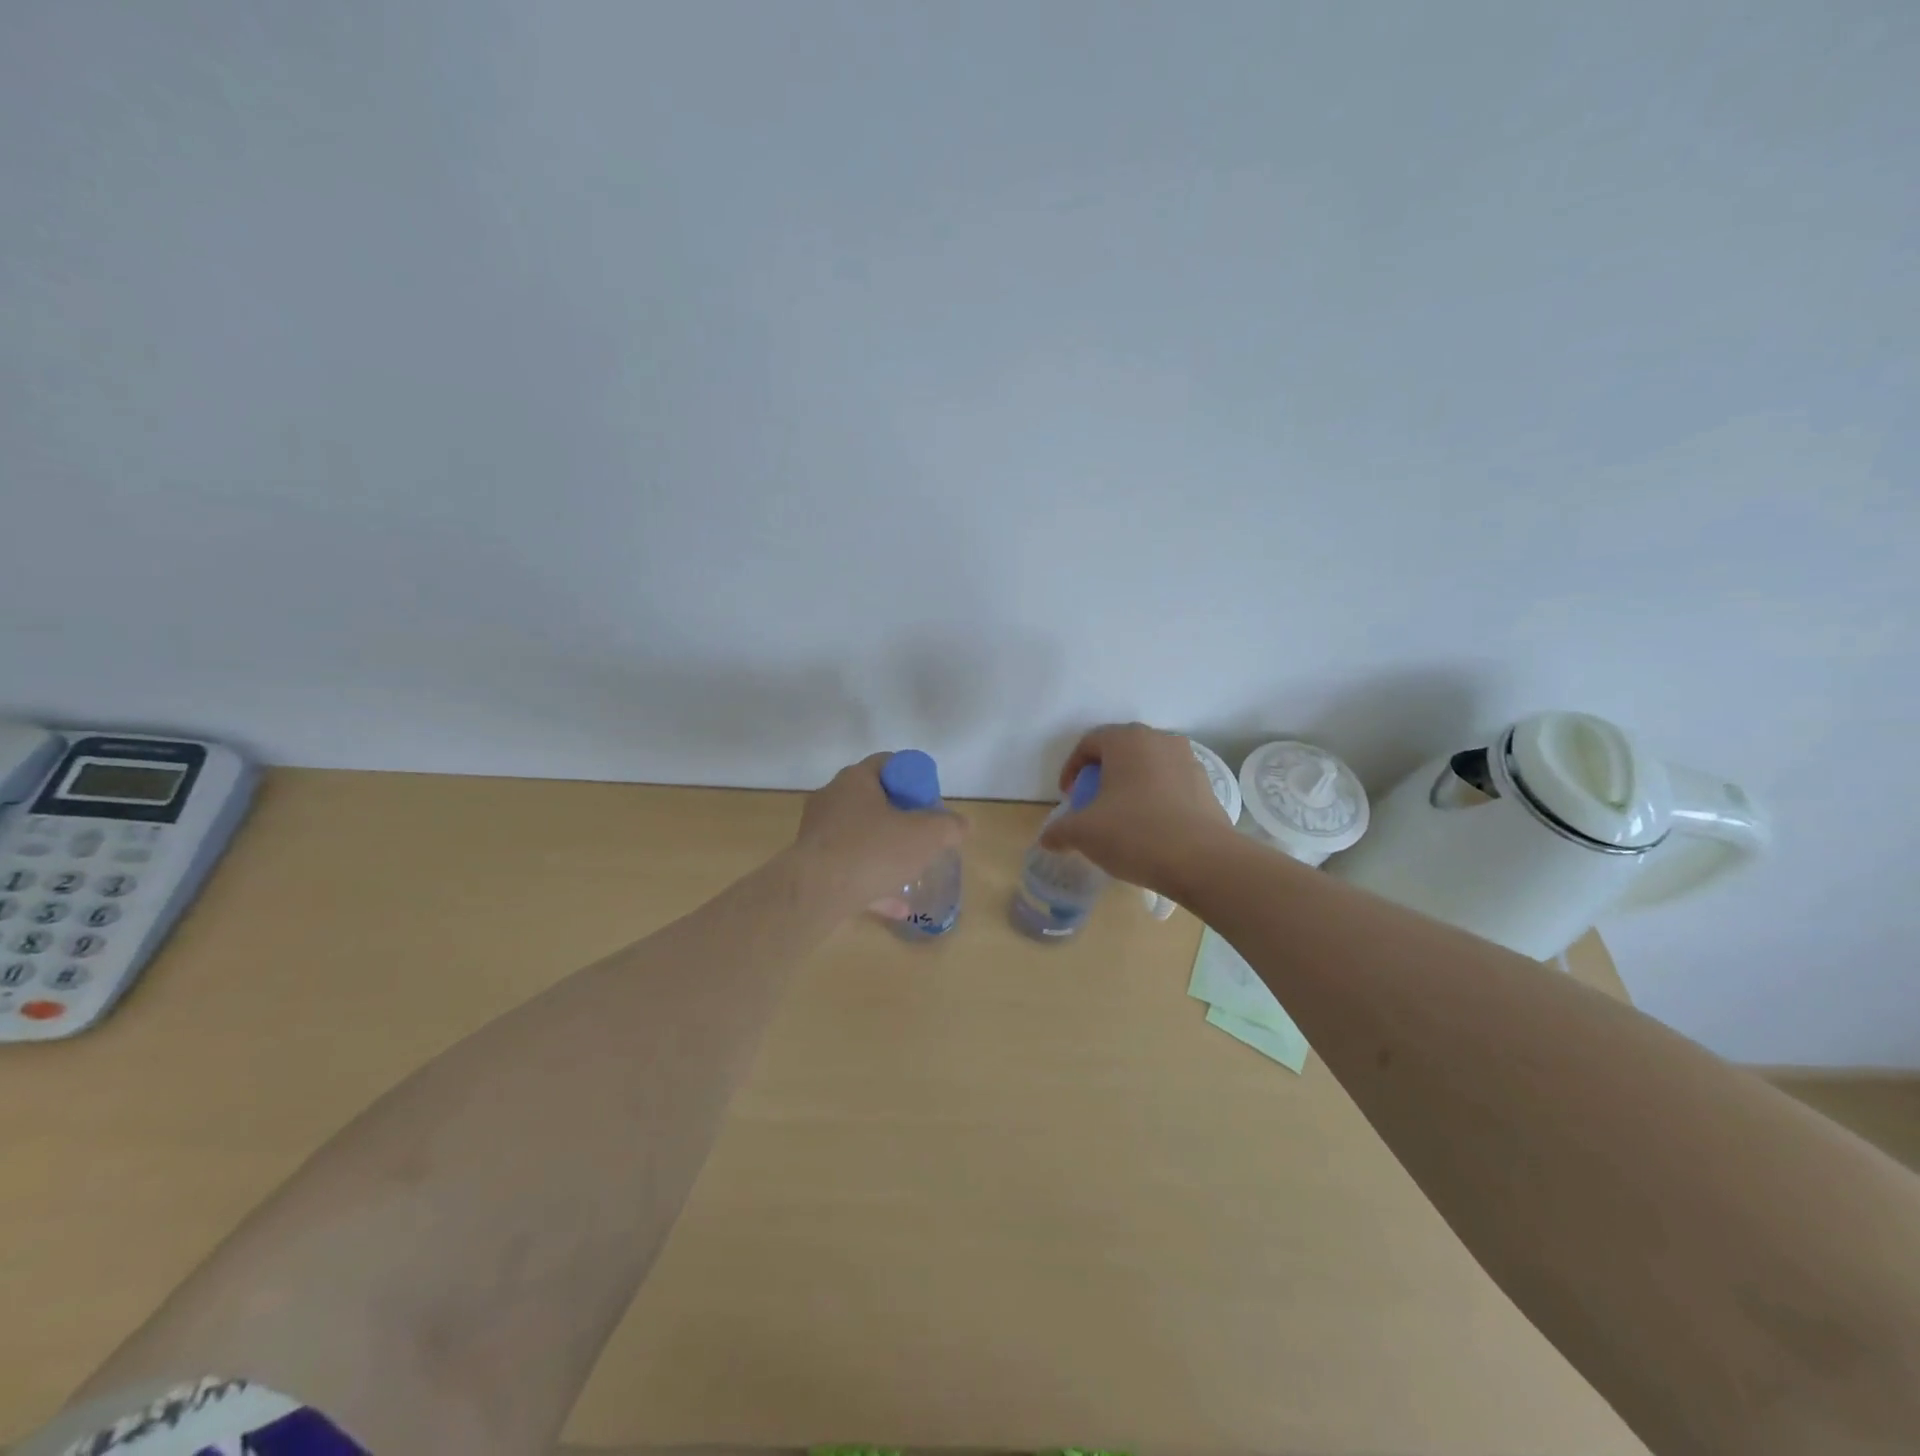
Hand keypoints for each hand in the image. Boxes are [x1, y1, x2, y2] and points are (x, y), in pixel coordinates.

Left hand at [794, 752, 966, 914]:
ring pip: (861, 836)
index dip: (915, 779)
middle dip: (902, 818)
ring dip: (887, 851)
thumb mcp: (925, 835)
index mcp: (855, 780)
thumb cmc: (872, 851)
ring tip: (911, 870)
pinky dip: (873, 881)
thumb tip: (962, 825)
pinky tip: (897, 905)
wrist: (815, 894)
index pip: (889, 764)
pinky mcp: (812, 864)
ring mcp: (818, 832)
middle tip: (924, 835)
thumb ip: (949, 826)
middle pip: (875, 800)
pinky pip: (850, 868)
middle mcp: (832, 799)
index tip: (930, 804)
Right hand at [1039, 723, 1235, 893]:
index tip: (1068, 796)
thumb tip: (1047, 838)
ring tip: (1122, 817)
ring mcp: (1188, 761)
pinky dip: (1156, 799)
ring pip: (1149, 767)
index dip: (1072, 768)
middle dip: (1102, 775)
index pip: (1089, 742)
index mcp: (1127, 740)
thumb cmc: (1135, 833)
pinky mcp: (1207, 786)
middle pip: (1121, 751)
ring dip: (1131, 786)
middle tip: (1092, 804)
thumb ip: (1059, 831)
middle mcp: (1160, 740)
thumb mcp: (1084, 833)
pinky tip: (1151, 828)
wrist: (1203, 861)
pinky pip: (1171, 785)